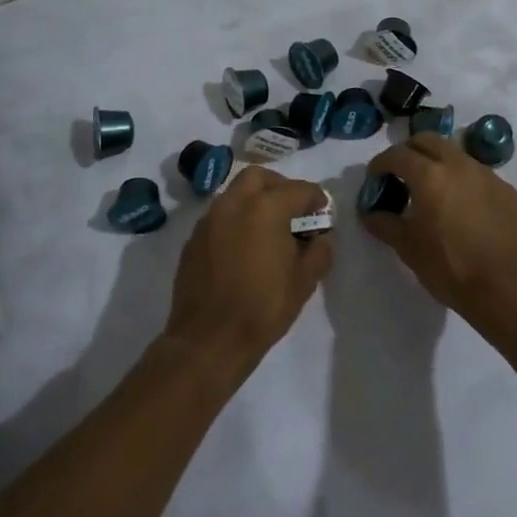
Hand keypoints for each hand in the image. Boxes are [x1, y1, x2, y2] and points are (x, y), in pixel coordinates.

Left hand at [164, 165, 332, 371]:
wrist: (209, 339)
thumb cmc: (263, 307)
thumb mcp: (304, 281)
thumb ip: (319, 251)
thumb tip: (322, 237)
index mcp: (266, 208)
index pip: (298, 189)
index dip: (315, 196)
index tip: (323, 207)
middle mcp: (234, 203)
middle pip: (258, 177)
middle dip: (279, 185)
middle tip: (292, 205)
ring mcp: (209, 219)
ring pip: (234, 193)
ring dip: (254, 199)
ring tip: (268, 225)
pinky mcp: (193, 238)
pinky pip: (219, 216)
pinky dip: (235, 219)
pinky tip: (243, 244)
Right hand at [359, 133, 516, 330]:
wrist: (506, 288)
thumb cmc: (450, 267)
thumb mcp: (408, 248)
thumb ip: (385, 224)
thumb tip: (370, 214)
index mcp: (429, 176)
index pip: (397, 154)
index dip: (381, 163)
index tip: (375, 177)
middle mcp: (458, 164)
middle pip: (428, 140)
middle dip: (410, 151)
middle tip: (402, 175)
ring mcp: (486, 174)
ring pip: (455, 153)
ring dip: (438, 162)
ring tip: (432, 189)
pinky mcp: (506, 190)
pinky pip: (477, 173)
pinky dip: (462, 179)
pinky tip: (461, 206)